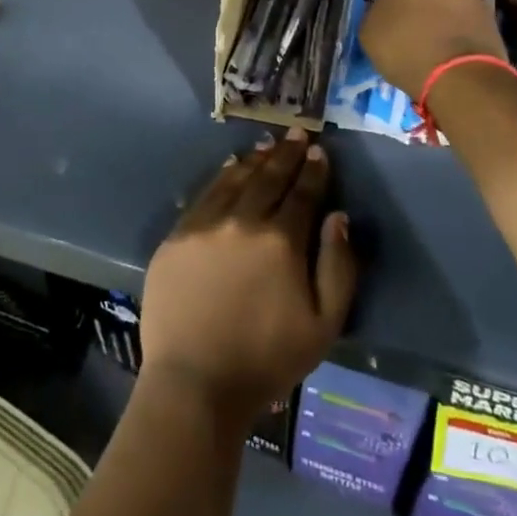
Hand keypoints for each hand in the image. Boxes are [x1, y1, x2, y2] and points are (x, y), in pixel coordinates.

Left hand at [141, 130, 358, 427]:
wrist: (195, 382)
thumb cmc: (268, 359)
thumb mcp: (324, 324)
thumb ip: (338, 266)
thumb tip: (338, 216)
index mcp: (281, 240)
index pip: (302, 193)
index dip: (313, 170)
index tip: (319, 151)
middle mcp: (243, 220)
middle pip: (269, 178)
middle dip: (286, 153)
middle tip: (296, 132)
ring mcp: (206, 224)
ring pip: (236, 179)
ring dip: (256, 159)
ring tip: (268, 144)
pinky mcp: (178, 235)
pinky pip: (205, 194)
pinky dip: (222, 176)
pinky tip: (232, 167)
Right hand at [360, 0, 506, 95]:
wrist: (460, 75)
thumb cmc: (404, 45)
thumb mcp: (369, 31)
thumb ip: (377, 12)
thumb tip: (387, 13)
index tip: (386, 12)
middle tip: (408, 25)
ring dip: (440, 12)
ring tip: (430, 43)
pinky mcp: (491, 14)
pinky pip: (465, 17)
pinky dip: (457, 28)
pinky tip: (448, 52)